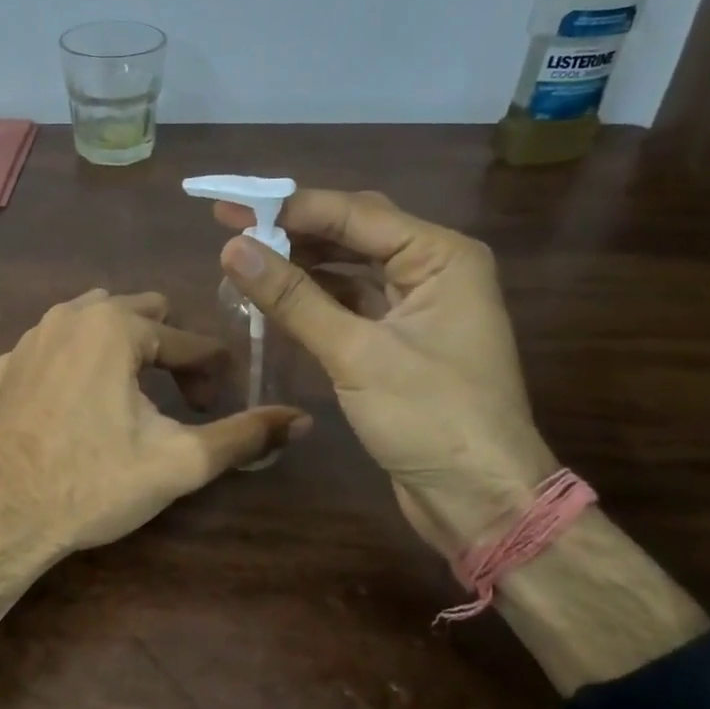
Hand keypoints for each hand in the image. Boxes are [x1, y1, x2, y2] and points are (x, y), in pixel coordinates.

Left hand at [0, 289, 309, 561]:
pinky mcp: (6, 366)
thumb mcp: (179, 462)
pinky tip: (83, 407)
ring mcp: (30, 338)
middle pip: (143, 315)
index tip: (218, 407)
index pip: (187, 339)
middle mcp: (69, 315)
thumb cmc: (93, 484)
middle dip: (170, 352)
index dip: (213, 373)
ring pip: (96, 323)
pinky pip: (58, 347)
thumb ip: (243, 435)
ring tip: (137, 398)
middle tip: (182, 401)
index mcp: (114, 326)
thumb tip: (301, 419)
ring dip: (126, 351)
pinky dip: (81, 364)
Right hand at [214, 190, 554, 558]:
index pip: (354, 213)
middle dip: (293, 229)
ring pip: (350, 266)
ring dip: (301, 262)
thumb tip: (233, 248)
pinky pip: (352, 301)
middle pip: (354, 232)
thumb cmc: (431, 419)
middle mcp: (434, 269)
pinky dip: (314, 297)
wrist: (480, 501)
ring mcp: (419, 305)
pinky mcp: (402, 338)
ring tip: (245, 257)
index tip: (228, 207)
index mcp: (441, 256)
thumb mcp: (356, 354)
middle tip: (230, 226)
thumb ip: (294, 298)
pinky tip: (275, 295)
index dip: (287, 208)